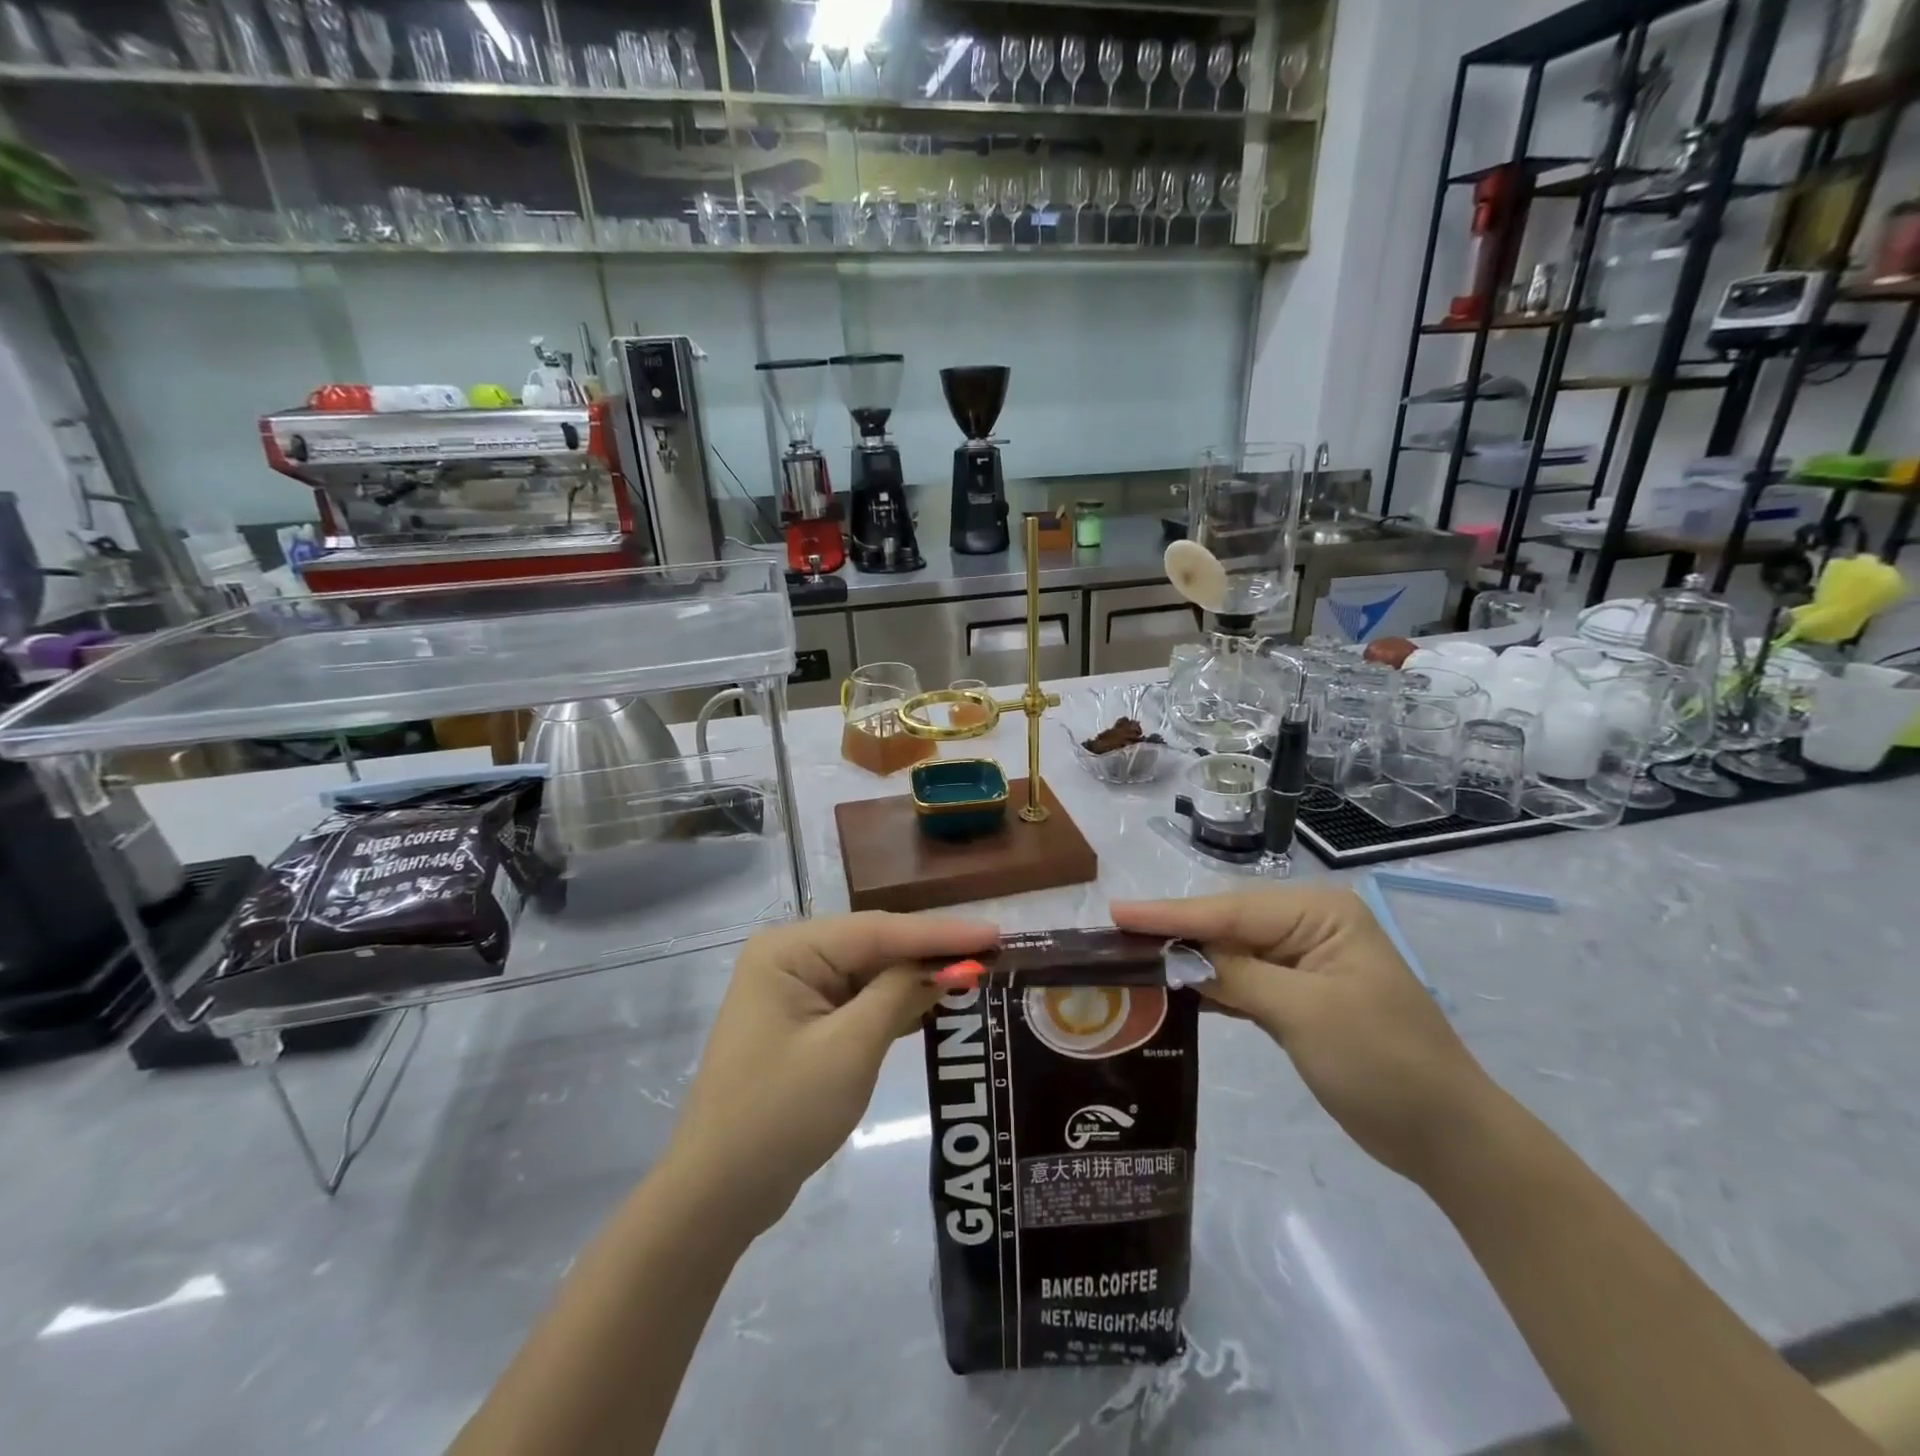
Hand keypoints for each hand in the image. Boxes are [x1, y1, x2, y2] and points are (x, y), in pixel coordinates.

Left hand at [670, 912, 996, 1237]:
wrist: (717, 1194)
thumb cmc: (781, 1114)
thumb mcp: (849, 1049)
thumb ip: (900, 995)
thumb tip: (949, 964)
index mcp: (789, 949)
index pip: (878, 930)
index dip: (940, 933)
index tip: (995, 932)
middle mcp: (790, 957)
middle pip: (875, 945)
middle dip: (931, 951)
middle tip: (993, 951)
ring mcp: (795, 991)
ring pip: (870, 972)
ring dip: (918, 976)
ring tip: (977, 970)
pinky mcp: (805, 1023)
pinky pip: (859, 1000)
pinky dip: (896, 1002)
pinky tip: (936, 1000)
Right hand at [1112, 886, 1494, 1184]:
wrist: (1449, 1138)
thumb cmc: (1383, 1064)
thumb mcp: (1305, 1014)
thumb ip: (1236, 976)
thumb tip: (1175, 958)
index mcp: (1320, 914)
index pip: (1230, 912)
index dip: (1170, 915)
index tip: (1115, 913)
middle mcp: (1309, 927)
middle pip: (1226, 926)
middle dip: (1174, 934)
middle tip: (1113, 938)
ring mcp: (1303, 962)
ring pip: (1230, 953)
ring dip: (1187, 960)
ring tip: (1130, 958)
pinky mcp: (1298, 997)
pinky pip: (1243, 980)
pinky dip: (1211, 985)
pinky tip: (1174, 987)